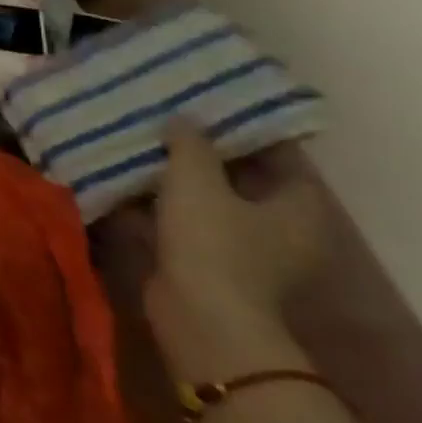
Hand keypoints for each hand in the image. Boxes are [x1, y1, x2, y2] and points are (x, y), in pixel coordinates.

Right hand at [145, 123, 325, 374]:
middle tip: (169, 121)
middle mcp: (280, 230)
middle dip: (204, 153)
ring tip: (140, 147)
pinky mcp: (206, 265)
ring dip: (176, 181)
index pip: (281, 157)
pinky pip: (181, 224)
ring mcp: (243, 252)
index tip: (212, 106)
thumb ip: (190, 143)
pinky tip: (123, 183)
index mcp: (297, 208)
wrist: (199, 317)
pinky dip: (156, 207)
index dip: (248, 130)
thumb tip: (184, 119)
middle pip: (241, 179)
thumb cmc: (213, 242)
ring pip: (206, 202)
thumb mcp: (196, 179)